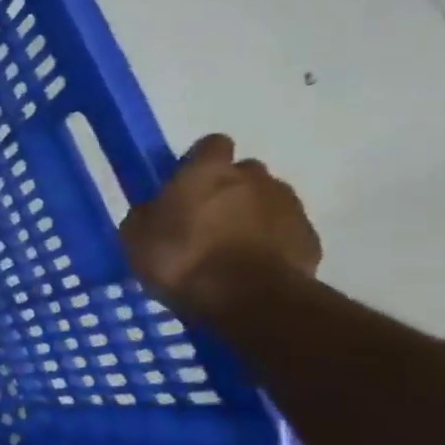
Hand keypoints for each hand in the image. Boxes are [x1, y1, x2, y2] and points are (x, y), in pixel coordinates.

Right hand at [120, 133, 321, 318]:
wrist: (248, 300)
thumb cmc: (182, 260)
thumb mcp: (136, 240)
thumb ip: (145, 216)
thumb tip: (153, 210)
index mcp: (208, 172)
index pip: (210, 145)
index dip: (198, 162)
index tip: (185, 185)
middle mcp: (254, 178)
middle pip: (243, 173)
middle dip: (228, 190)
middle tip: (205, 220)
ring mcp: (288, 206)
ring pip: (267, 201)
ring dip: (250, 216)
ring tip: (229, 248)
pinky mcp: (309, 237)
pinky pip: (284, 232)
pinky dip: (270, 242)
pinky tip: (251, 267)